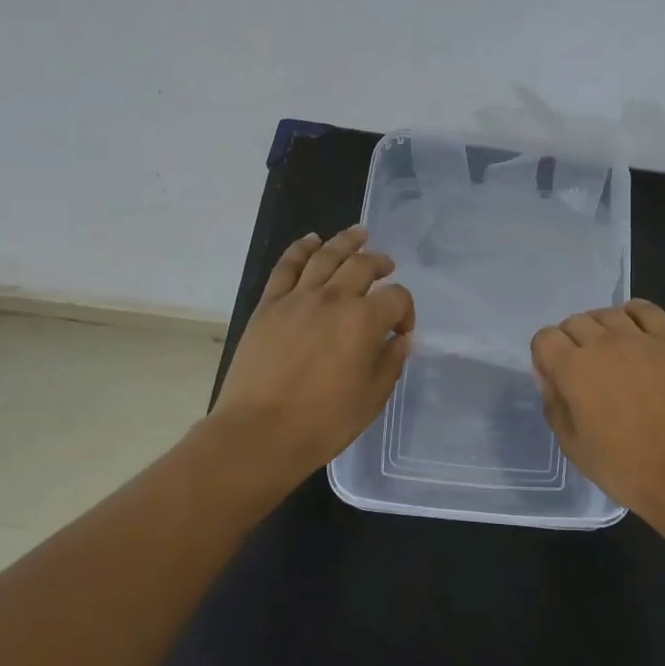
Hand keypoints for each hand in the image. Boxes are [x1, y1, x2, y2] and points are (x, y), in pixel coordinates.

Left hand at [212, 227, 414, 490]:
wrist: (258, 432)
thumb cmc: (322, 422)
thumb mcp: (371, 399)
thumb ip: (390, 363)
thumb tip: (400, 339)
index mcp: (364, 321)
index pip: (397, 297)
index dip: (406, 310)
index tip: (401, 331)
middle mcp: (333, 299)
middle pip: (363, 265)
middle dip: (380, 263)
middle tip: (387, 266)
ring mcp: (297, 298)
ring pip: (326, 255)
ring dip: (345, 241)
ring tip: (359, 233)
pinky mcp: (269, 305)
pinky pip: (286, 267)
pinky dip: (300, 249)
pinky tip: (311, 240)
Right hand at [529, 299, 664, 533]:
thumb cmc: (625, 469)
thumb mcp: (573, 446)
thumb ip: (554, 404)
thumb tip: (549, 376)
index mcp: (573, 369)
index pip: (545, 338)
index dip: (545, 356)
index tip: (555, 376)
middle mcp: (603, 344)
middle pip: (575, 322)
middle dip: (570, 342)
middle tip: (583, 371)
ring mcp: (640, 339)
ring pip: (607, 313)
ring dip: (600, 328)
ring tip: (609, 352)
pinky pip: (646, 310)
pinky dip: (633, 314)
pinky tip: (633, 332)